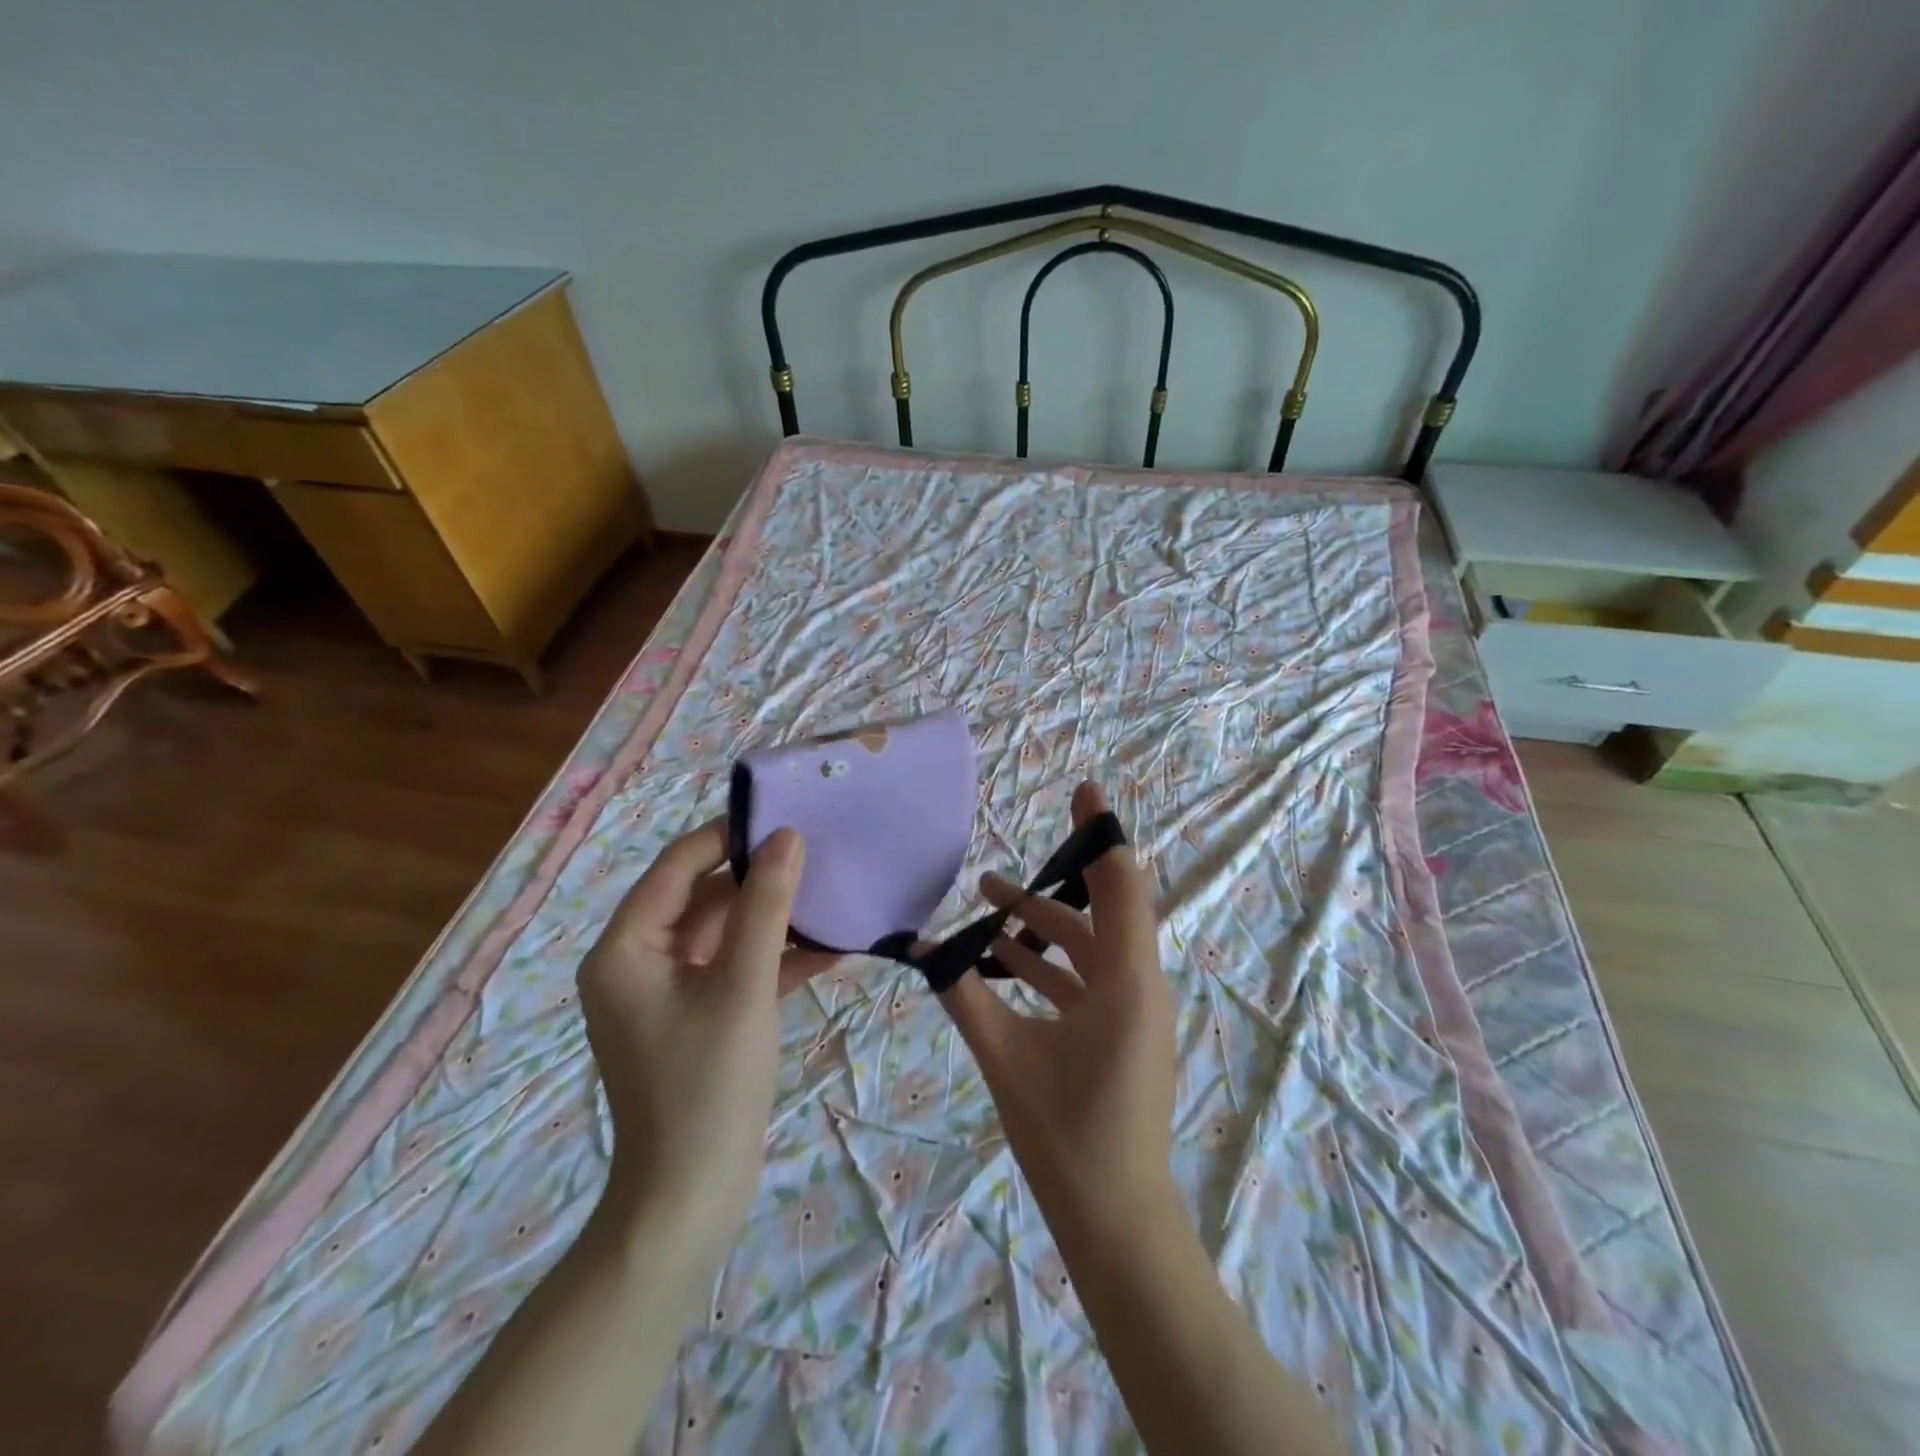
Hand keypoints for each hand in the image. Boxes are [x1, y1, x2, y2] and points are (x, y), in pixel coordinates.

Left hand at [576, 821, 830, 1267]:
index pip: (680, 864)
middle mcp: (638, 961)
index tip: (788, 816)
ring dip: (775, 918)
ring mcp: (668, 992)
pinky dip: (775, 957)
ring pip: (725, 932)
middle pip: (704, 896)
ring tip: (833, 893)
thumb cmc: (708, 1086)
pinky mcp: (696, 1017)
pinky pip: (735, 968)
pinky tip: (831, 948)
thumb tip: (788, 837)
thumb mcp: (743, 986)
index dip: (731, 835)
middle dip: (762, 877)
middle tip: (821, 852)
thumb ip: (766, 905)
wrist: (689, 1202)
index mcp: (627, 947)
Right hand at [939, 783, 1178, 1244]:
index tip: (1083, 791)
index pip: (1121, 884)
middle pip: (1101, 910)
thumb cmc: (1066, 1135)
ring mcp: (1134, 1009)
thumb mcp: (1005, 1057)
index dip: (1101, 833)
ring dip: (1041, 925)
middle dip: (1050, 882)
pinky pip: (1087, 978)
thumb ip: (962, 995)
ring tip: (984, 904)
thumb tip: (920, 948)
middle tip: (994, 866)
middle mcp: (1140, 985)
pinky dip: (1049, 962)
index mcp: (1127, 981)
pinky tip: (1003, 959)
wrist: (1115, 1219)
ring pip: (1089, 946)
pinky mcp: (1123, 1030)